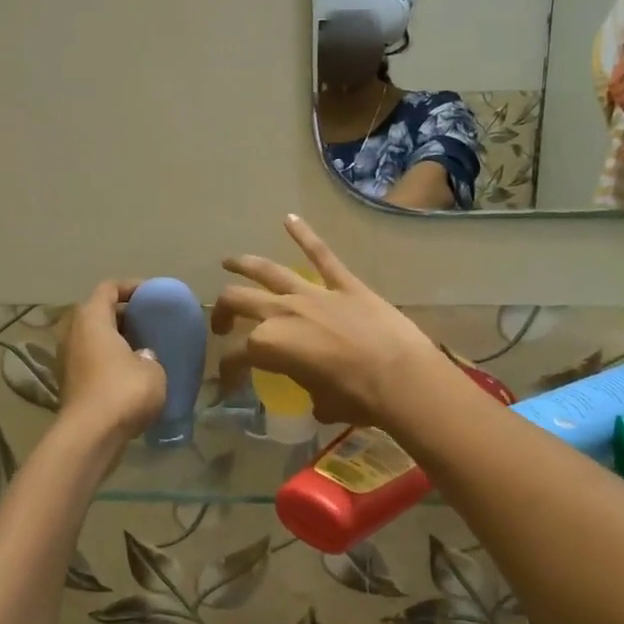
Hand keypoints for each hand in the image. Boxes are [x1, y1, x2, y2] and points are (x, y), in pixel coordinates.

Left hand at [59, 282, 168, 441]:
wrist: (90, 437)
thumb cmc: (124, 391)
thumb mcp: (153, 368)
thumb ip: (149, 355)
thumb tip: (142, 356)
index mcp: (92, 319)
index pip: (108, 288)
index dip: (131, 287)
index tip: (152, 295)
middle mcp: (73, 334)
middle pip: (98, 314)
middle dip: (124, 316)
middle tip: (150, 323)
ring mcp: (67, 361)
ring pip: (94, 341)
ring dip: (116, 342)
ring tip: (145, 349)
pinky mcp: (70, 386)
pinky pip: (93, 363)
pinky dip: (110, 364)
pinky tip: (133, 376)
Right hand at [213, 215, 446, 426]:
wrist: (400, 377)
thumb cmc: (358, 399)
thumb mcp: (322, 405)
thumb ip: (308, 391)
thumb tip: (316, 393)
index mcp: (270, 346)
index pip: (236, 356)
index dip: (228, 371)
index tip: (231, 383)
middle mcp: (282, 313)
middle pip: (240, 302)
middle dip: (224, 312)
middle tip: (222, 324)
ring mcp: (313, 294)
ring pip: (269, 272)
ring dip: (244, 265)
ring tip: (229, 262)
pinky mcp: (344, 284)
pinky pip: (321, 254)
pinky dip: (304, 234)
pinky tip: (290, 218)